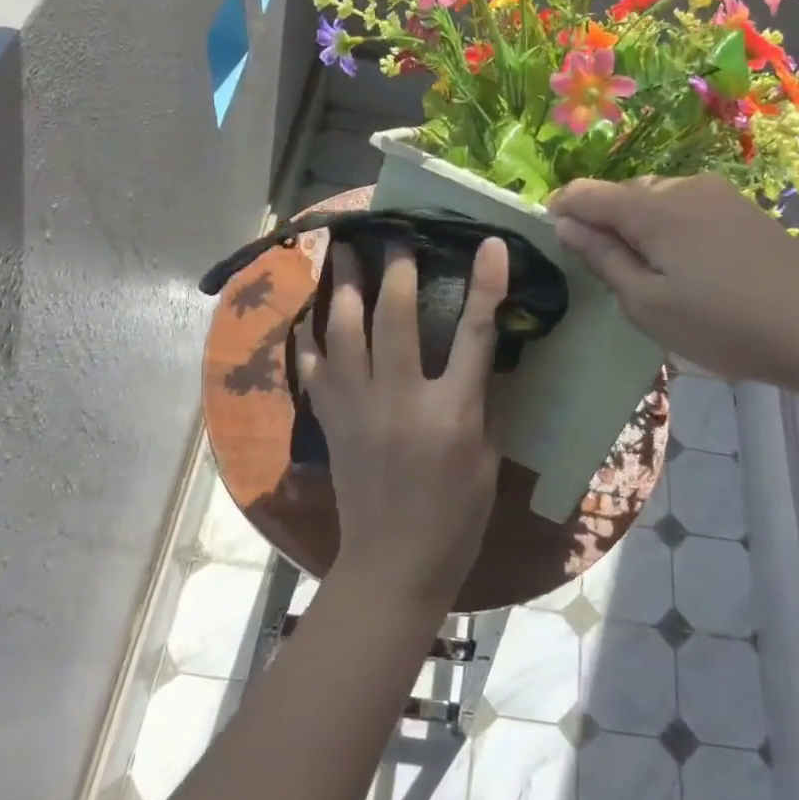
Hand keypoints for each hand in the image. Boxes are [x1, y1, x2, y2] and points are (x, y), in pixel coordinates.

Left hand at [296, 239, 509, 610]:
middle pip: (396, 318)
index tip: (490, 245)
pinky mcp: (331, 422)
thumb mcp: (488, 460)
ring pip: (344, 333)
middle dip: (396, 270)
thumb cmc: (456, 518)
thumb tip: (488, 355)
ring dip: (344, 287)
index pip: (476, 334)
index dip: (486, 285)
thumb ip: (486, 402)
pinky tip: (308, 312)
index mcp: (453, 413)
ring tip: (344, 251)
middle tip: (394, 234)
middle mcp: (402, 400)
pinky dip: (310, 336)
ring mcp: (358, 409)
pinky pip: (313, 368)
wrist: (393, 565)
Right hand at [548, 175, 798, 391]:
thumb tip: (566, 225)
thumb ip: (604, 259)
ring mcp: (718, 194)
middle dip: (603, 219)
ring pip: (657, 198)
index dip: (562, 207)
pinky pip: (687, 206)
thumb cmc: (722, 323)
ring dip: (638, 223)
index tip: (550, 231)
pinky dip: (669, 226)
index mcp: (651, 209)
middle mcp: (682, 187)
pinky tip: (685, 263)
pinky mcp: (742, 208)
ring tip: (646, 269)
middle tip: (603, 266)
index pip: (588, 193)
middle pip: (624, 193)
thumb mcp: (648, 304)